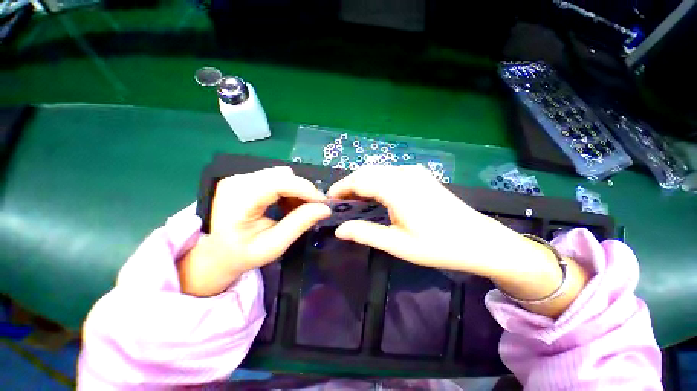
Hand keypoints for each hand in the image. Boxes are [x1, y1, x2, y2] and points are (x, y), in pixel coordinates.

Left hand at [178, 167, 330, 296]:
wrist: (218, 253)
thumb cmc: (244, 254)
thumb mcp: (274, 245)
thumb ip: (300, 224)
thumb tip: (325, 208)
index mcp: (238, 199)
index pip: (279, 183)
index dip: (305, 189)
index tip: (324, 203)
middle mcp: (237, 181)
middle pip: (283, 175)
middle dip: (303, 191)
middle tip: (312, 209)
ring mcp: (240, 177)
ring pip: (282, 174)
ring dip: (296, 190)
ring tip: (295, 209)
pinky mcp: (245, 179)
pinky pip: (276, 177)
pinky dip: (288, 189)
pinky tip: (286, 205)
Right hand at [327, 165, 511, 276]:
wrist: (479, 240)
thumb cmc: (438, 245)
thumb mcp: (398, 244)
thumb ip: (365, 234)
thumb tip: (339, 230)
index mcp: (397, 189)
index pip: (359, 180)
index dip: (340, 188)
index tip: (328, 200)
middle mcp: (404, 173)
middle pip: (366, 172)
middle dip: (349, 184)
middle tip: (339, 203)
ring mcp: (414, 172)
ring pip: (378, 170)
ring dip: (362, 182)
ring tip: (353, 201)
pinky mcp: (420, 175)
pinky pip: (389, 173)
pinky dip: (376, 181)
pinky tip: (375, 196)